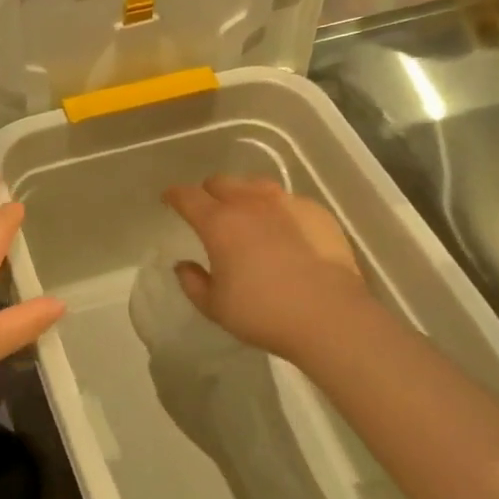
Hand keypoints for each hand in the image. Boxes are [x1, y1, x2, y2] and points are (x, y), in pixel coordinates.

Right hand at [161, 176, 366, 359]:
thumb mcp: (214, 306)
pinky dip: (277, 209)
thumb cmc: (263, 313)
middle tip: (208, 209)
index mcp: (219, 223)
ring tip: (246, 213)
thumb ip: (192, 282)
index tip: (169, 200)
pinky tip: (283, 229)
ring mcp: (287, 204)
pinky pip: (289, 201)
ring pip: (256, 185)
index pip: (187, 196)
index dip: (174, 195)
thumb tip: (183, 265)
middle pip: (222, 182)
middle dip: (209, 191)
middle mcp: (251, 203)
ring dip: (244, 194)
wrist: (330, 317)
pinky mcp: (317, 213)